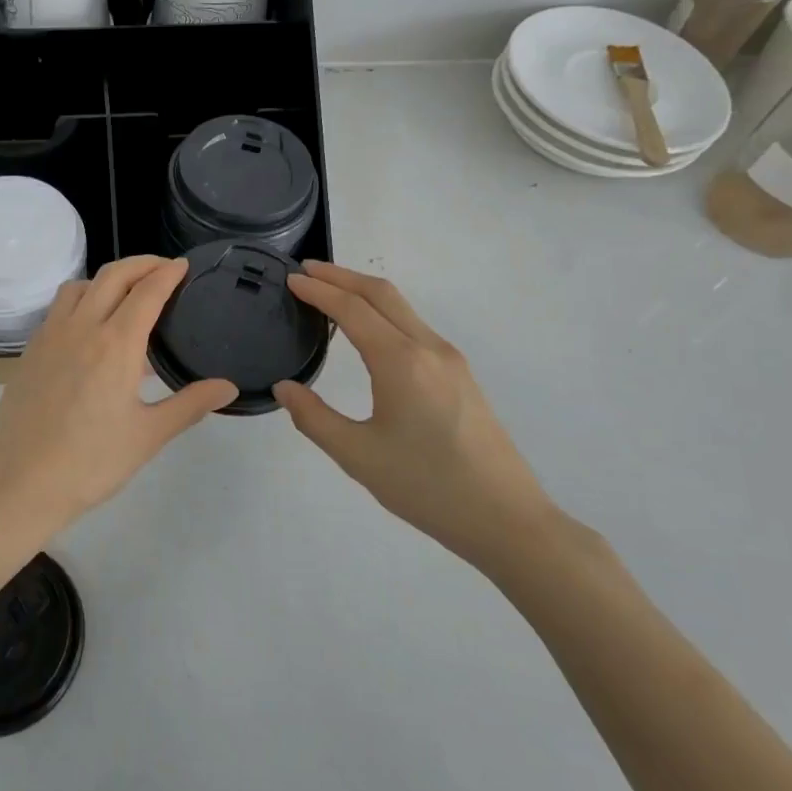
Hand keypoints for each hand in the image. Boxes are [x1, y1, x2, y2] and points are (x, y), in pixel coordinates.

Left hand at [0, 256, 236, 542]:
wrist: (18, 484)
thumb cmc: (90, 463)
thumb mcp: (148, 436)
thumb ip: (190, 404)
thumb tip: (228, 387)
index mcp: (116, 344)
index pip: (147, 292)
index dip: (168, 273)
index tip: (183, 265)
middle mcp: (81, 328)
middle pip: (113, 276)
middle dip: (141, 264)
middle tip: (163, 268)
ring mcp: (50, 336)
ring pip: (80, 286)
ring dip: (107, 278)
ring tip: (126, 293)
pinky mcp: (30, 351)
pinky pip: (59, 307)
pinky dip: (81, 298)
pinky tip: (89, 326)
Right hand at [274, 261, 554, 570]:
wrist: (507, 519)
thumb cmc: (427, 487)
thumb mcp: (358, 457)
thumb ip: (314, 418)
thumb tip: (284, 388)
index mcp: (401, 362)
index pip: (352, 309)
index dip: (319, 290)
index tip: (291, 278)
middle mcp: (428, 348)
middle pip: (382, 294)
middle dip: (342, 276)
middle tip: (306, 271)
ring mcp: (450, 360)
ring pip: (402, 308)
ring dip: (364, 292)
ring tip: (331, 294)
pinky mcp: (461, 376)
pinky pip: (415, 327)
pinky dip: (384, 313)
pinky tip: (369, 331)